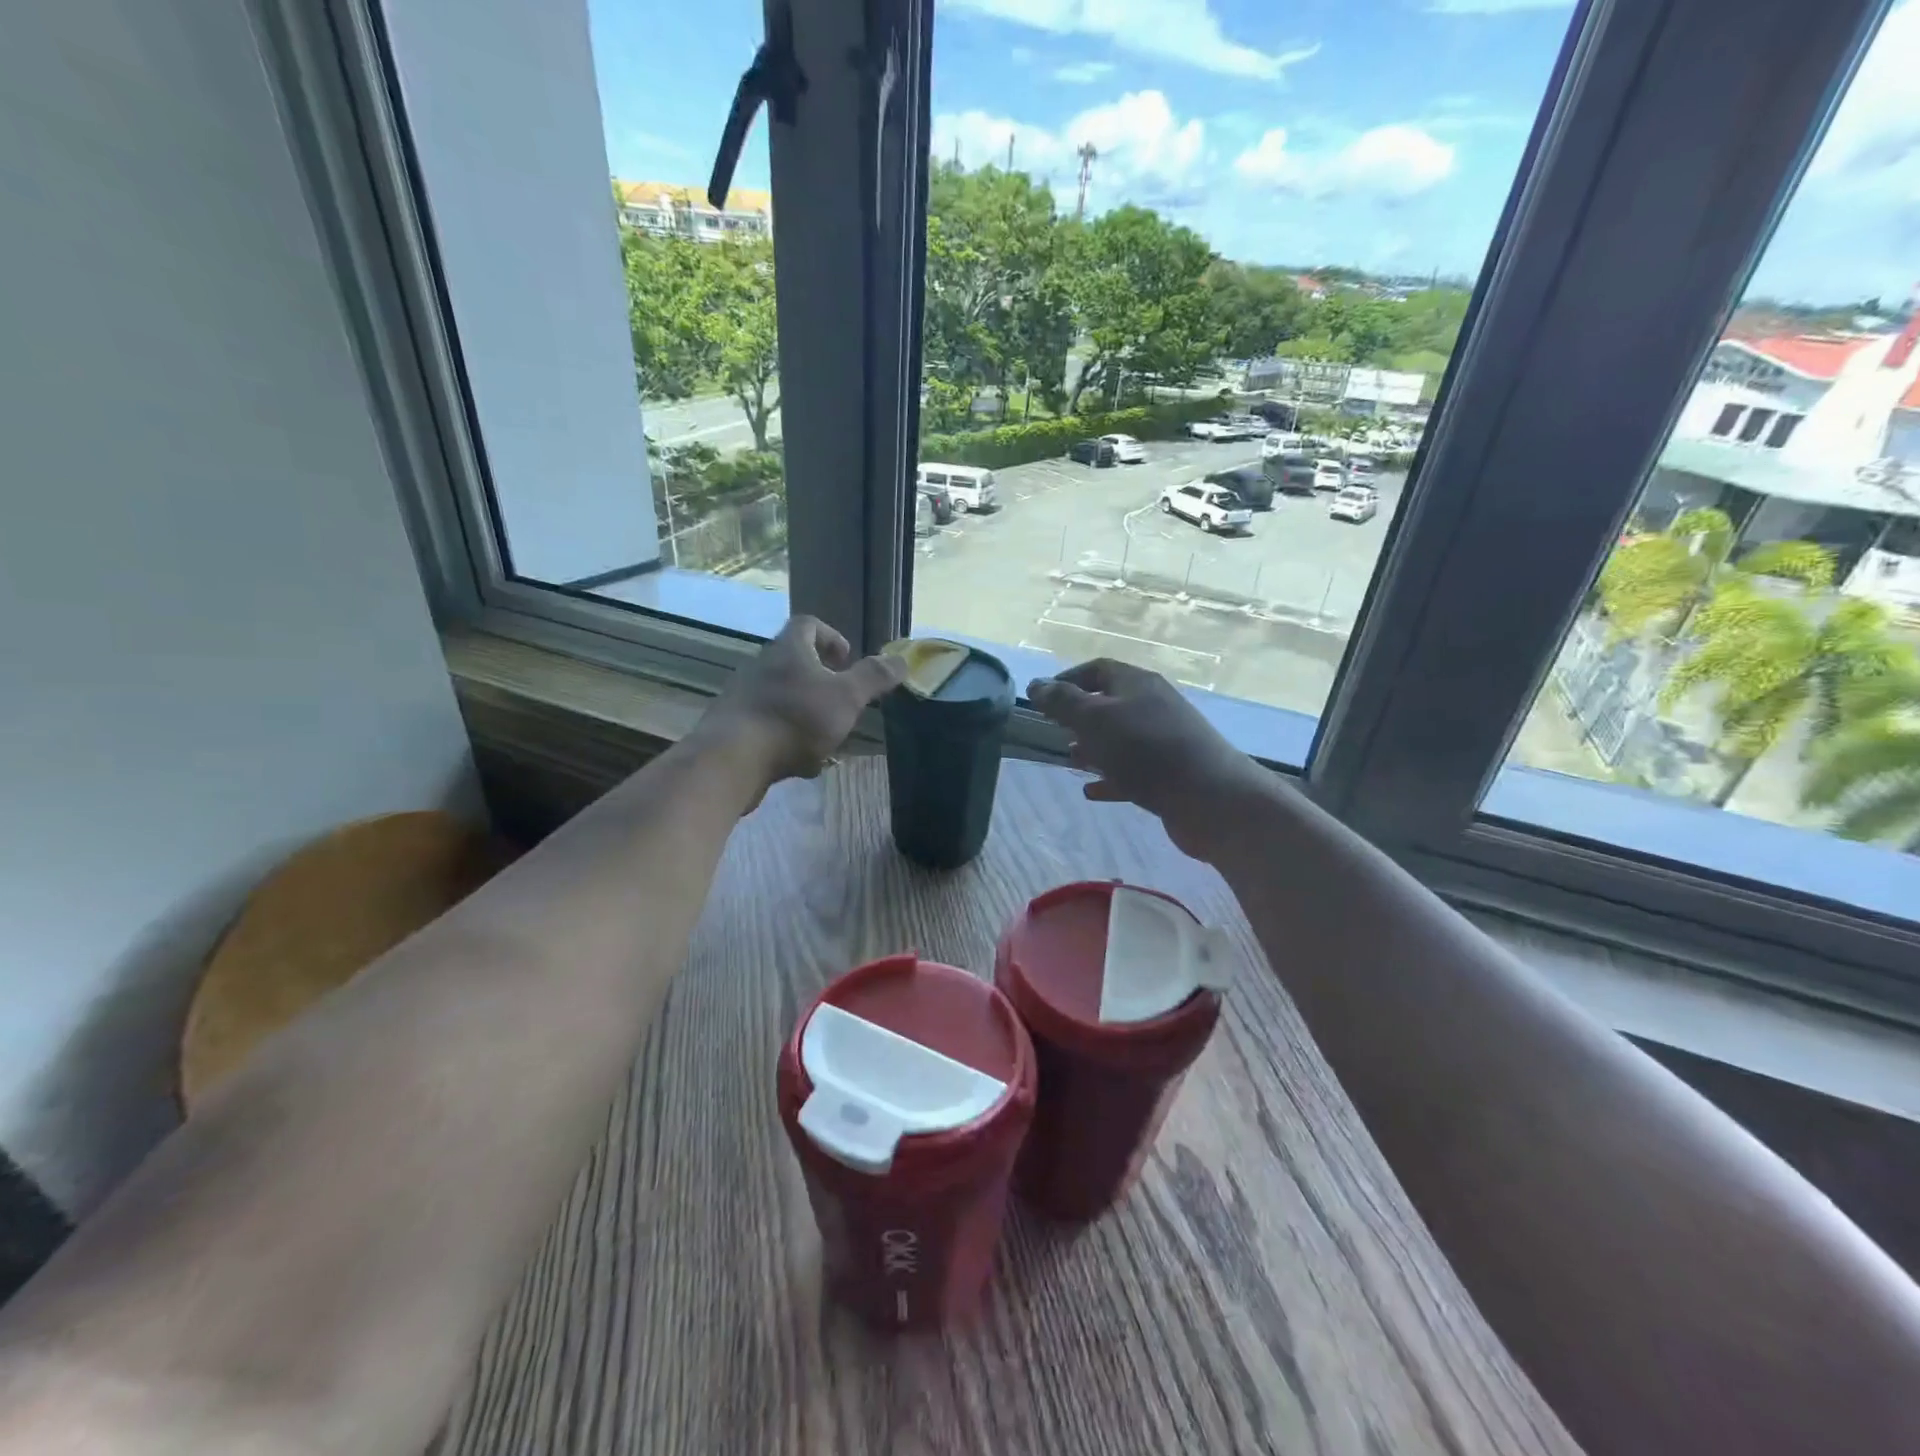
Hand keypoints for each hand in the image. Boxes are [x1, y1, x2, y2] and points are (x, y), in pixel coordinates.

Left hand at [697, 616, 904, 799]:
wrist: (733, 759)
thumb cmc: (795, 719)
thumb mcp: (846, 698)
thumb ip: (874, 678)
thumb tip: (902, 659)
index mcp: (789, 651)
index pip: (807, 625)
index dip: (830, 636)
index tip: (846, 659)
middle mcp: (761, 667)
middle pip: (792, 661)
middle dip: (820, 679)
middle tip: (841, 698)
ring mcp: (743, 697)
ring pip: (781, 697)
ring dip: (804, 711)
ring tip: (825, 735)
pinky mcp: (733, 728)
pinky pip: (767, 726)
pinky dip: (786, 738)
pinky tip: (800, 762)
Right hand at [1027, 658, 1280, 859]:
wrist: (1210, 798)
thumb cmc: (1146, 751)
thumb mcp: (1095, 720)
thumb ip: (1063, 702)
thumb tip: (1036, 684)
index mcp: (1137, 684)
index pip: (1097, 669)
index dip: (1067, 680)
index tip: (1042, 699)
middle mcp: (1154, 706)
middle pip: (1110, 704)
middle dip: (1080, 717)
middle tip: (1054, 731)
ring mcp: (1166, 740)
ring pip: (1122, 738)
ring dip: (1094, 748)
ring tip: (1071, 760)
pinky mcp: (1172, 774)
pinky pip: (1134, 770)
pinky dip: (1111, 778)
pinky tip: (1092, 791)